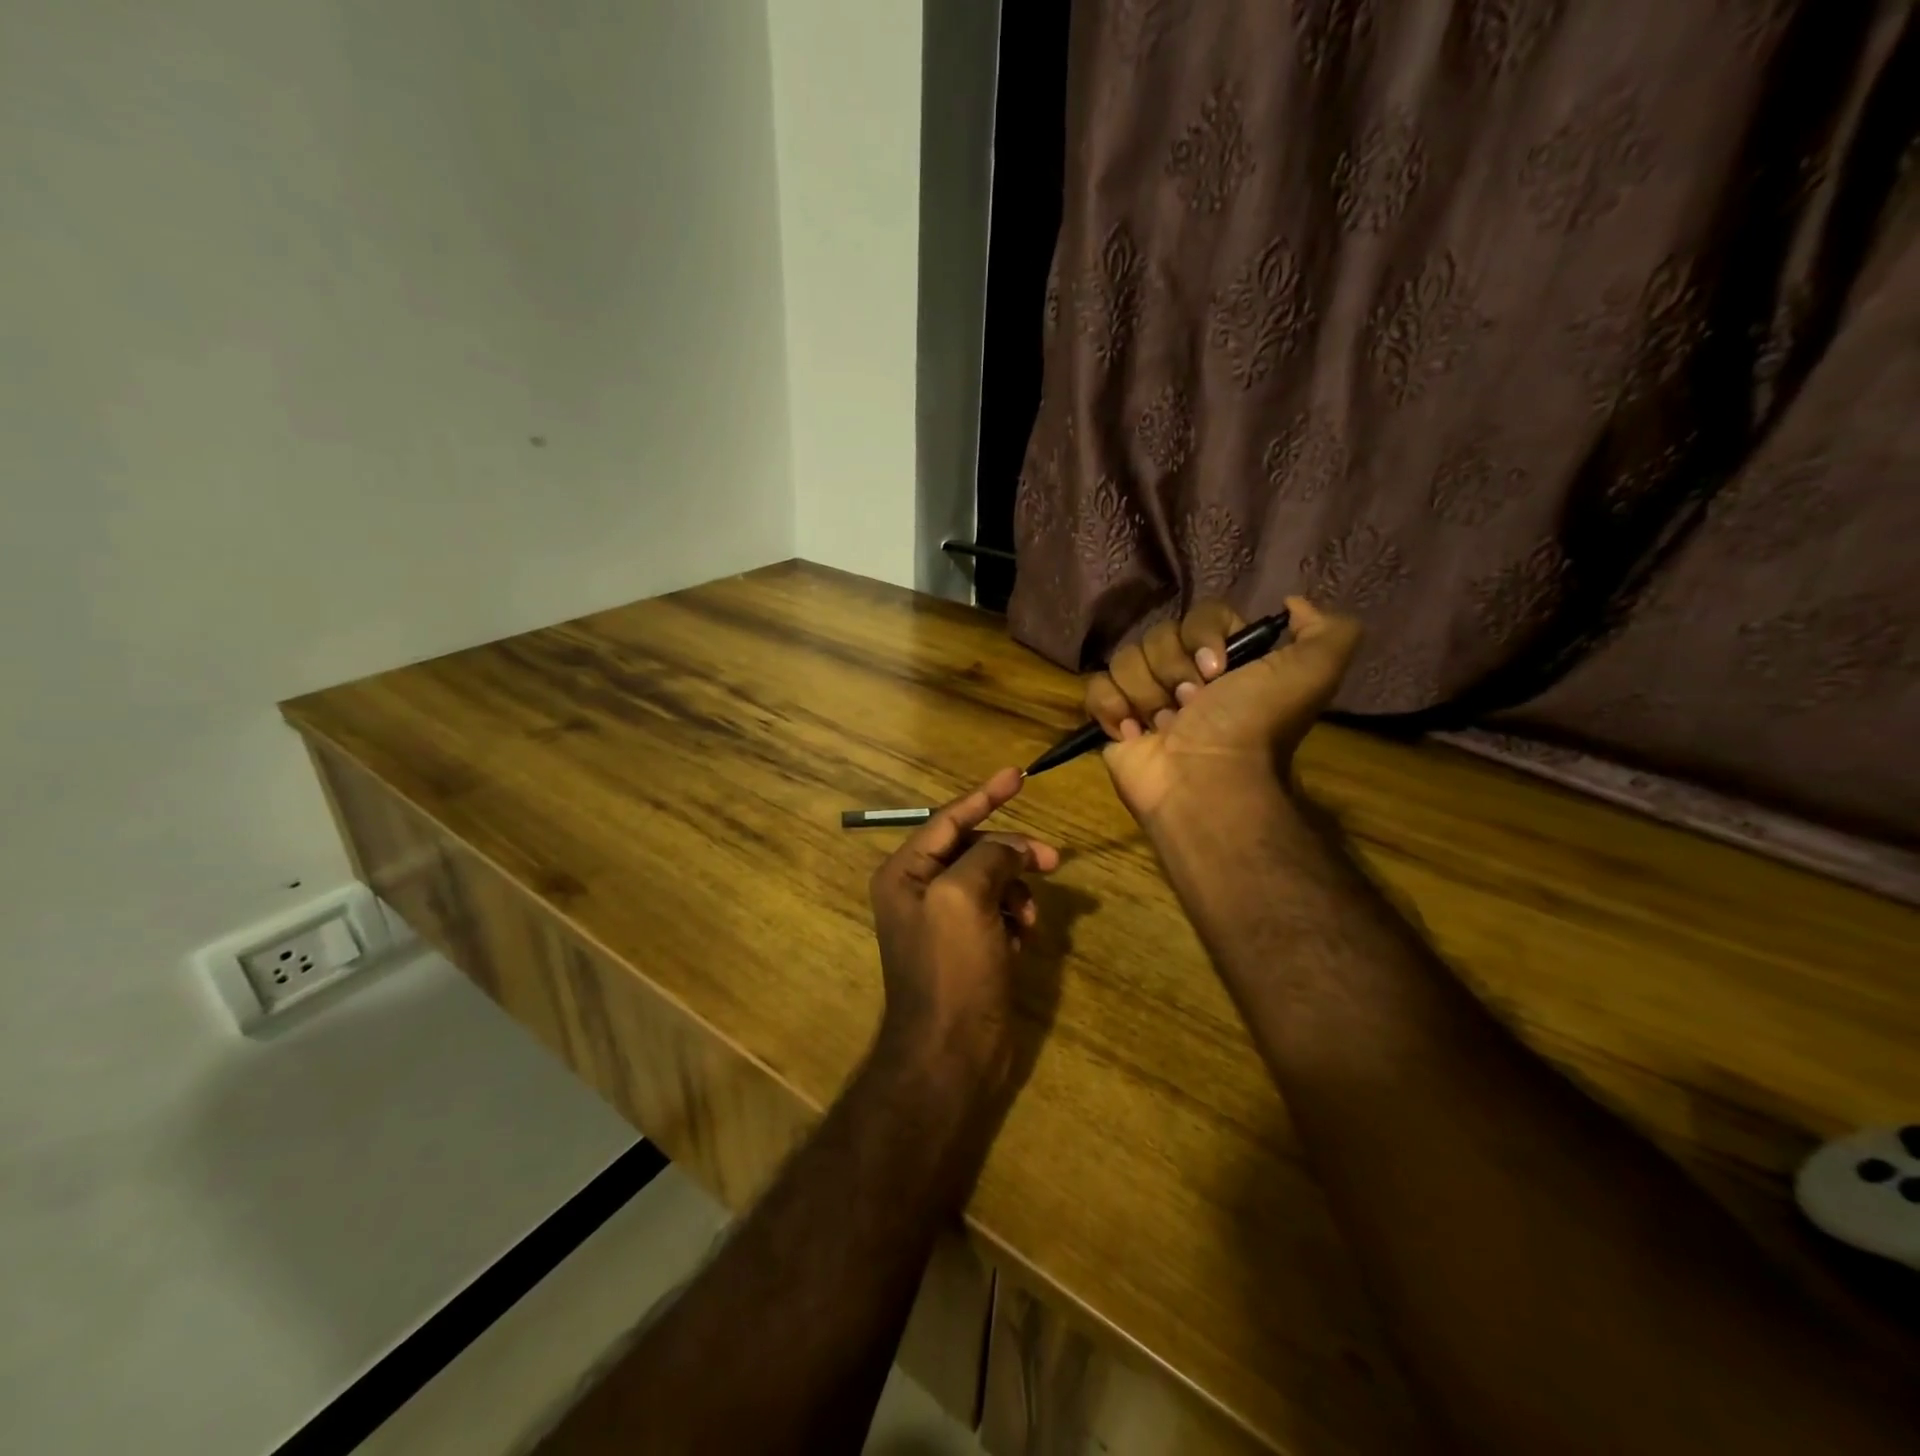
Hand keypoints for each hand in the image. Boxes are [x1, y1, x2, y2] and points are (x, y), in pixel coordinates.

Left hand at [868, 768, 1060, 1096]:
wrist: (950, 1054)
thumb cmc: (950, 970)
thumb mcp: (965, 898)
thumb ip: (989, 856)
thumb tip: (1013, 848)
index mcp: (905, 873)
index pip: (949, 819)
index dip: (985, 795)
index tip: (1019, 774)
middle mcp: (920, 890)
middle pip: (975, 849)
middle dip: (1013, 852)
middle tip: (1053, 860)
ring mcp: (945, 921)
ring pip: (992, 881)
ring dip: (1017, 891)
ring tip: (1030, 919)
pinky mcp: (968, 947)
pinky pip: (999, 912)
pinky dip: (1015, 918)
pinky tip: (1022, 940)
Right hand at [1083, 596, 1361, 825]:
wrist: (1206, 781)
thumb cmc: (1252, 726)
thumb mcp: (1313, 673)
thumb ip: (1327, 631)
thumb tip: (1293, 603)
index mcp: (1227, 660)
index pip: (1201, 615)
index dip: (1203, 636)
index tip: (1217, 671)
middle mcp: (1185, 675)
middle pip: (1158, 635)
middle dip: (1174, 670)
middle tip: (1192, 706)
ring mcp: (1146, 698)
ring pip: (1126, 659)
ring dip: (1147, 694)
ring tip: (1164, 727)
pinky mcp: (1113, 720)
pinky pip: (1096, 687)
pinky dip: (1111, 708)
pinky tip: (1132, 732)